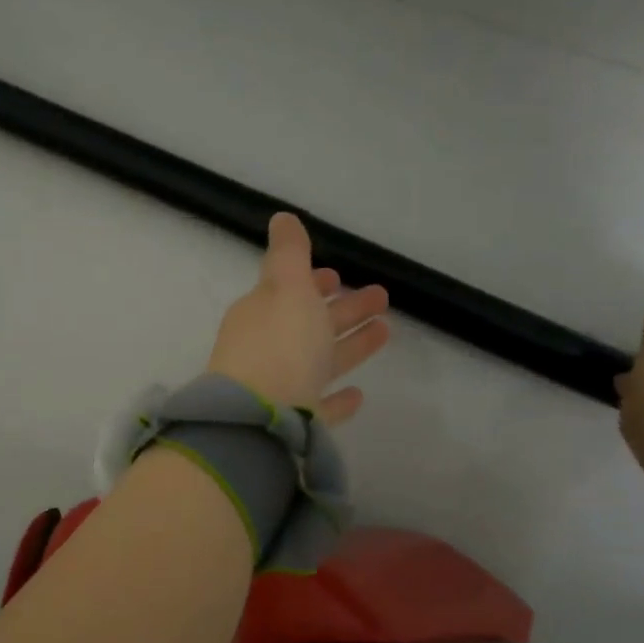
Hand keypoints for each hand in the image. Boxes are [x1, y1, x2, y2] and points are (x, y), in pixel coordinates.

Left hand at [206, 212, 389, 425]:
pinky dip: (337, 399)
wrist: (258, 421)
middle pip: (309, 324)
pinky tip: (358, 395)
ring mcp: (279, 389)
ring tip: (385, 331)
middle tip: (381, 297)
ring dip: (350, 346)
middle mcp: (267, 350)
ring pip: (319, 362)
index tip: (337, 276)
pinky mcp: (293, 425)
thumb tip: (281, 217)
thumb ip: (289, 254)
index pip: (287, 292)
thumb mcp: (287, 287)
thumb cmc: (279, 345)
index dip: (313, 283)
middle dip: (342, 309)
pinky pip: (319, 407)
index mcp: (261, 314)